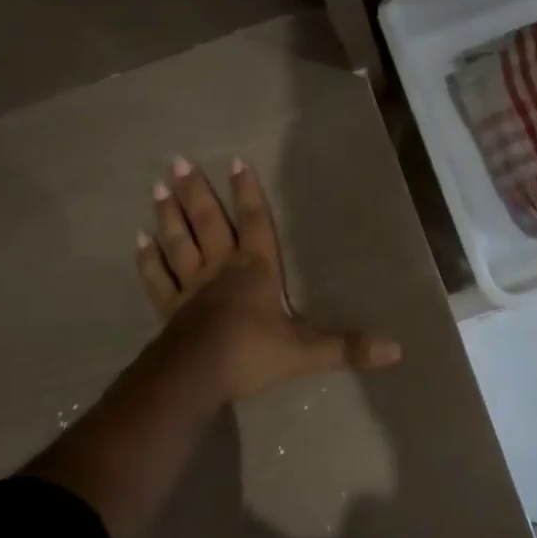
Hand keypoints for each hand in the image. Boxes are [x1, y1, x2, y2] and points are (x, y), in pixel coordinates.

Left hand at [135, 156, 401, 402]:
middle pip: (208, 222)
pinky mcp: (170, 308)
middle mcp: (221, 269)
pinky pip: (158, 278)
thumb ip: (349, 348)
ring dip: (169, 214)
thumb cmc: (252, 354)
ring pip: (179, 242)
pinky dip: (148, 258)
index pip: (255, 222)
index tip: (235, 160)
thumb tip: (398, 349)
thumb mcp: (307, 351)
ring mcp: (191, 287)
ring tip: (158, 185)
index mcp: (255, 270)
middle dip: (196, 191)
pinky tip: (139, 239)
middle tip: (178, 160)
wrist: (197, 377)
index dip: (247, 192)